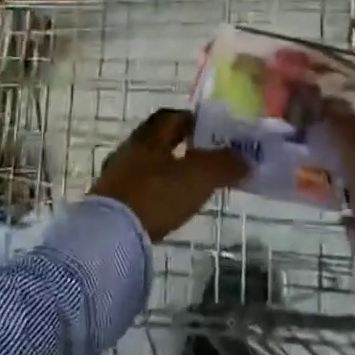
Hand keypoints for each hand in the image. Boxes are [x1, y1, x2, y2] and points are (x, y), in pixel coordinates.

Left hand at [92, 109, 245, 241]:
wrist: (109, 236)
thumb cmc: (156, 195)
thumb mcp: (199, 176)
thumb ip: (225, 164)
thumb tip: (246, 158)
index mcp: (150, 135)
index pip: (173, 117)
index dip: (195, 121)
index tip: (214, 133)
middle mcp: (130, 149)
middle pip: (159, 140)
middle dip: (183, 147)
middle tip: (207, 159)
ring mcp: (116, 176)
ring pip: (148, 165)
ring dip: (169, 170)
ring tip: (191, 185)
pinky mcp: (110, 203)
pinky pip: (139, 188)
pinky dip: (156, 191)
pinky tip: (168, 205)